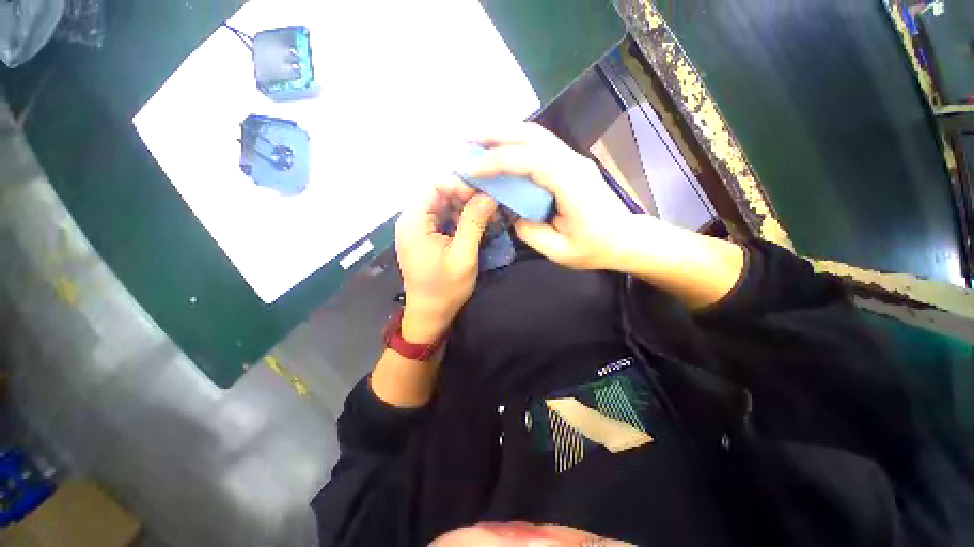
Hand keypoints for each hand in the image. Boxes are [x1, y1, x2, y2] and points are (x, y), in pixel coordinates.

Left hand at [395, 179, 496, 344]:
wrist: (430, 315)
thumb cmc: (445, 289)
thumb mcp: (463, 255)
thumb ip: (474, 223)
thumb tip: (488, 196)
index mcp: (414, 222)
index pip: (435, 185)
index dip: (460, 185)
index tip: (484, 196)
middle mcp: (412, 220)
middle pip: (439, 194)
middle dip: (466, 198)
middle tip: (490, 207)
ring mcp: (417, 229)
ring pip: (443, 206)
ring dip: (465, 210)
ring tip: (488, 218)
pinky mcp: (425, 238)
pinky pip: (443, 220)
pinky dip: (460, 221)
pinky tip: (476, 228)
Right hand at [467, 123, 636, 269]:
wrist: (625, 238)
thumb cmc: (595, 248)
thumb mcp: (559, 251)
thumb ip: (530, 232)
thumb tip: (510, 212)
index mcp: (572, 186)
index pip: (531, 162)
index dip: (498, 161)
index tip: (472, 169)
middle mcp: (573, 164)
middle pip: (533, 135)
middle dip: (496, 134)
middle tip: (467, 139)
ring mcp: (573, 159)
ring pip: (536, 134)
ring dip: (504, 133)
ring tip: (478, 140)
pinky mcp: (570, 162)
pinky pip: (540, 144)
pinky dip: (516, 142)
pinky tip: (500, 148)